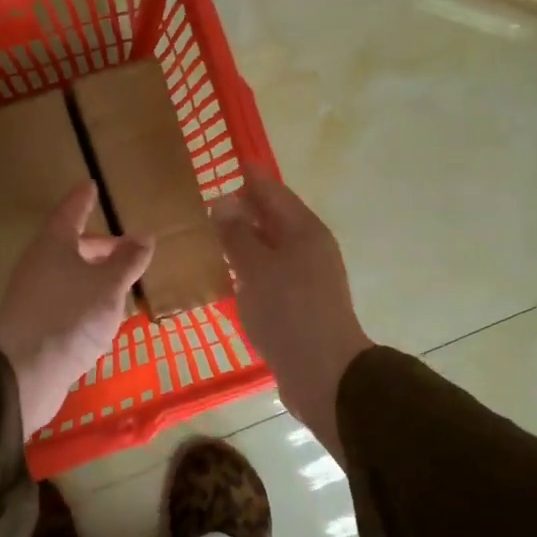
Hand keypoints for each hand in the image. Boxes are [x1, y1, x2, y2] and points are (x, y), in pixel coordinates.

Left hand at [0, 182, 153, 436]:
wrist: (23, 372)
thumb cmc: (69, 316)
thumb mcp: (109, 285)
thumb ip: (128, 261)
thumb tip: (144, 236)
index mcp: (54, 245)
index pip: (70, 212)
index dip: (82, 199)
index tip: (91, 186)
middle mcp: (39, 265)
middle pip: (69, 246)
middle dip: (98, 245)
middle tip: (125, 249)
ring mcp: (33, 296)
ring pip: (68, 276)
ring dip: (93, 275)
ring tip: (120, 285)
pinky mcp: (35, 325)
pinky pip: (65, 301)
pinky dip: (85, 300)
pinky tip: (102, 318)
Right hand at [213, 176, 372, 457]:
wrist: (323, 373)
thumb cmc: (288, 313)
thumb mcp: (256, 269)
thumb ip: (237, 235)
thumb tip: (224, 202)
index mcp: (305, 231)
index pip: (274, 193)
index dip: (252, 178)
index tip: (233, 163)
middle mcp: (310, 249)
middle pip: (276, 219)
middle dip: (247, 209)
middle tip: (213, 202)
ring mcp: (308, 278)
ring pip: (273, 249)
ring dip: (248, 240)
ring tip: (215, 236)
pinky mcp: (301, 305)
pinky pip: (272, 275)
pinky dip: (252, 269)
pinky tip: (231, 276)